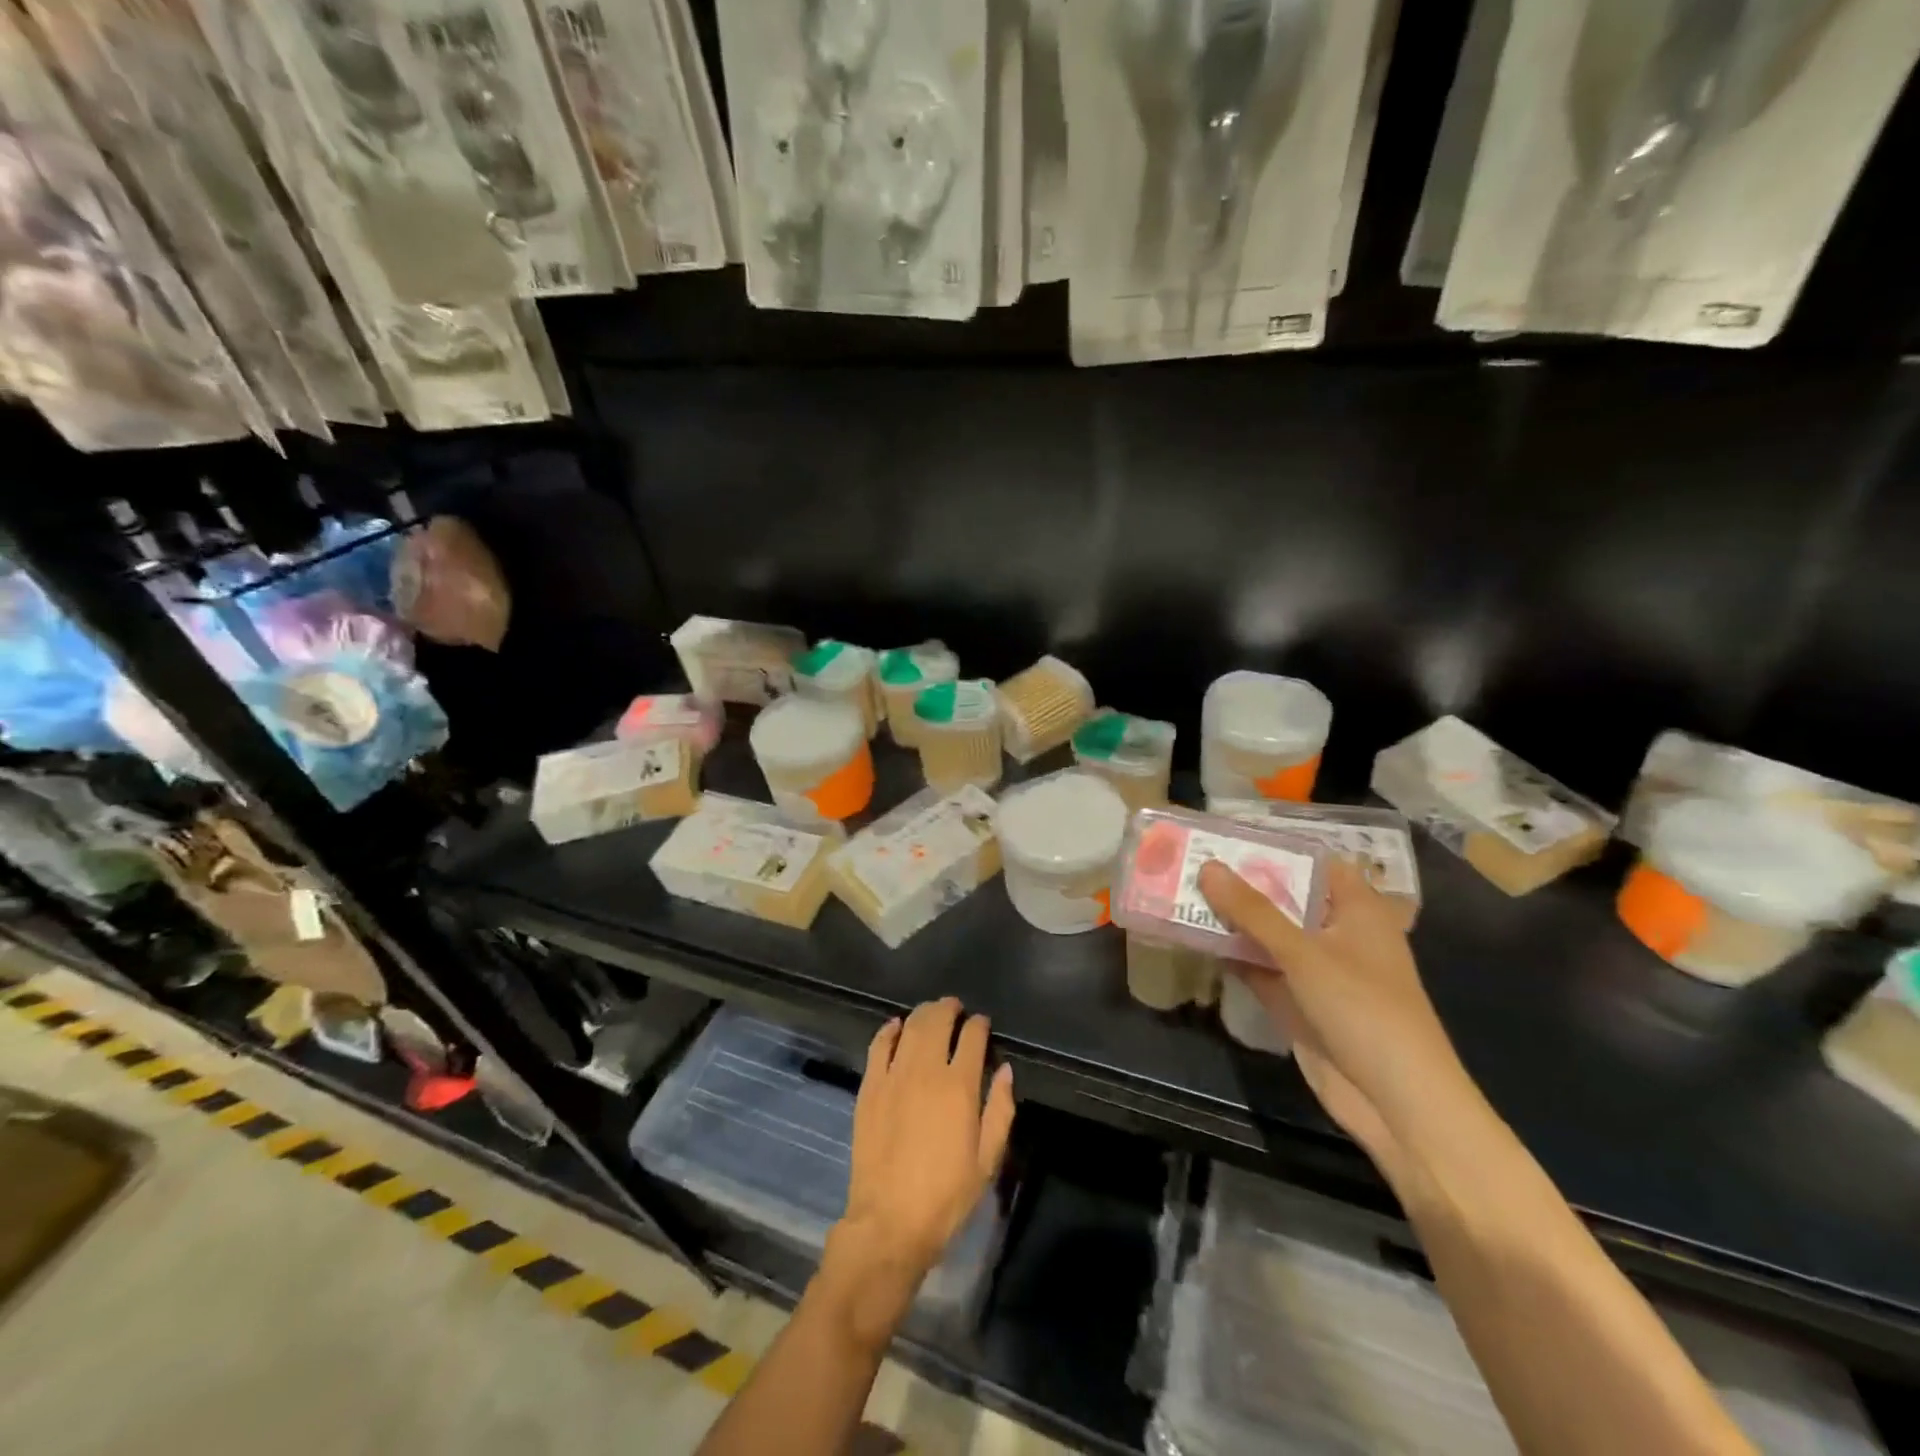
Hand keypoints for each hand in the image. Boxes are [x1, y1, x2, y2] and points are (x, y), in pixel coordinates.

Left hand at [829, 998, 1014, 1331]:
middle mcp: (926, 1070)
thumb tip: (1006, 1070)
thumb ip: (1001, 1110)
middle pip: (938, 1021)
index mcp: (960, 1087)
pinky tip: (896, 1026)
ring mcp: (894, 1075)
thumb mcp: (987, 1160)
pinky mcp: (870, 1086)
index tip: (982, 1024)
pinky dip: (889, 1030)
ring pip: (910, 1027)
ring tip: (931, 1013)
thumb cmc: (947, 1196)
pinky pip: (879, 1045)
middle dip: (950, 1009)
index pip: (972, 1037)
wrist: (889, 1221)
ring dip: (923, 1014)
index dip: (979, 1025)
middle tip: (955, 1009)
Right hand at [1199, 857, 1473, 1181]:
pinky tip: (1193, 939)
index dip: (1275, 847)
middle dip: (1242, 883)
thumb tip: (1207, 867)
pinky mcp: (1298, 1003)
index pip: (1315, 862)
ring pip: (1268, 934)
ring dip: (1232, 920)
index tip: (1227, 835)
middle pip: (1285, 897)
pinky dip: (1232, 955)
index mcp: (1357, 910)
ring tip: (1181, 892)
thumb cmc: (1364, 1010)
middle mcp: (1337, 934)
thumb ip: (1254, 911)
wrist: (1397, 1103)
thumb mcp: (1305, 953)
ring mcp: (1317, 971)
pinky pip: (1260, 968)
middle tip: (1191, 860)